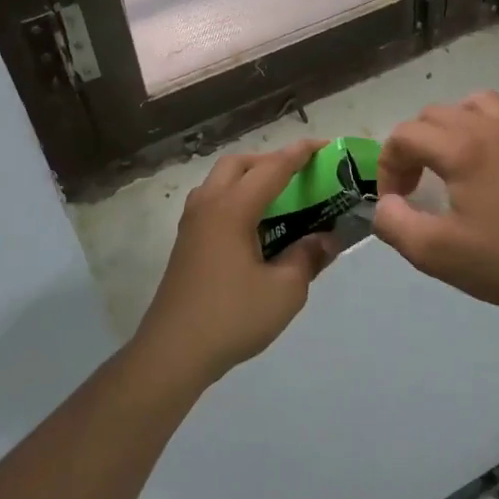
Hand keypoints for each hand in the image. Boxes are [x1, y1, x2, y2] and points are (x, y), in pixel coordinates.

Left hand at [132, 139, 339, 389]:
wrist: (173, 352)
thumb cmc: (232, 317)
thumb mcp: (285, 290)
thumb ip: (307, 257)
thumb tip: (325, 238)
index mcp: (232, 209)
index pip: (271, 169)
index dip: (299, 154)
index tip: (323, 145)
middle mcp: (208, 206)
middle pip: (238, 164)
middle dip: (269, 160)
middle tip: (298, 174)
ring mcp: (191, 224)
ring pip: (219, 181)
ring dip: (247, 177)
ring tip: (276, 196)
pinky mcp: (186, 243)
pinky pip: (212, 202)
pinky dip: (235, 197)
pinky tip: (252, 225)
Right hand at [372, 92, 498, 314]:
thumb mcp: (432, 252)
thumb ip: (393, 222)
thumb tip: (386, 204)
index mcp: (461, 148)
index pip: (404, 136)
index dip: (388, 167)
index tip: (395, 202)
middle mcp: (491, 129)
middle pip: (435, 114)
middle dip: (413, 146)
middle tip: (414, 187)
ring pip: (478, 104)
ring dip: (454, 125)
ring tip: (450, 159)